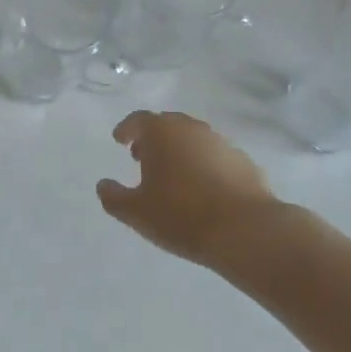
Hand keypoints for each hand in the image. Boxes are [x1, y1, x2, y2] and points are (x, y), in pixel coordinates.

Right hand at [97, 111, 313, 280]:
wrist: (247, 231)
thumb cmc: (181, 215)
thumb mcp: (135, 213)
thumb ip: (113, 197)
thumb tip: (103, 185)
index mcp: (161, 133)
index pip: (138, 120)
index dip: (126, 129)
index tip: (119, 141)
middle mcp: (191, 129)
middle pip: (167, 125)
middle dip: (153, 138)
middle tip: (143, 156)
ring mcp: (222, 143)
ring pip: (193, 139)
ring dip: (180, 151)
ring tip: (173, 175)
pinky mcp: (245, 162)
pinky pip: (216, 157)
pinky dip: (204, 165)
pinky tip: (203, 189)